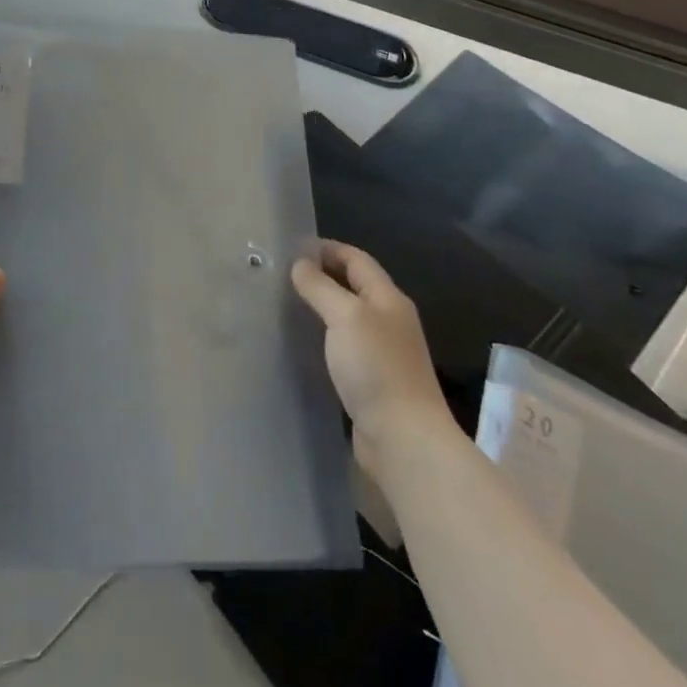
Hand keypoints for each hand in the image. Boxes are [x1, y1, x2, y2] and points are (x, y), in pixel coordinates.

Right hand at [291, 241, 453, 472]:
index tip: (291, 247)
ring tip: (286, 304)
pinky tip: (303, 343)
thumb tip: (300, 264)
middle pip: (354, 285)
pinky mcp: (372, 379)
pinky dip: (324, 336)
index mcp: (388, 298)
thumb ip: (321, 287)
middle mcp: (389, 320)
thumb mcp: (345, 316)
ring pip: (348, 316)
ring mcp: (383, 352)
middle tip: (282, 274)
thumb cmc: (376, 368)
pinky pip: (344, 345)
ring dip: (321, 306)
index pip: (356, 259)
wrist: (404, 439)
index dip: (327, 248)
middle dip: (322, 275)